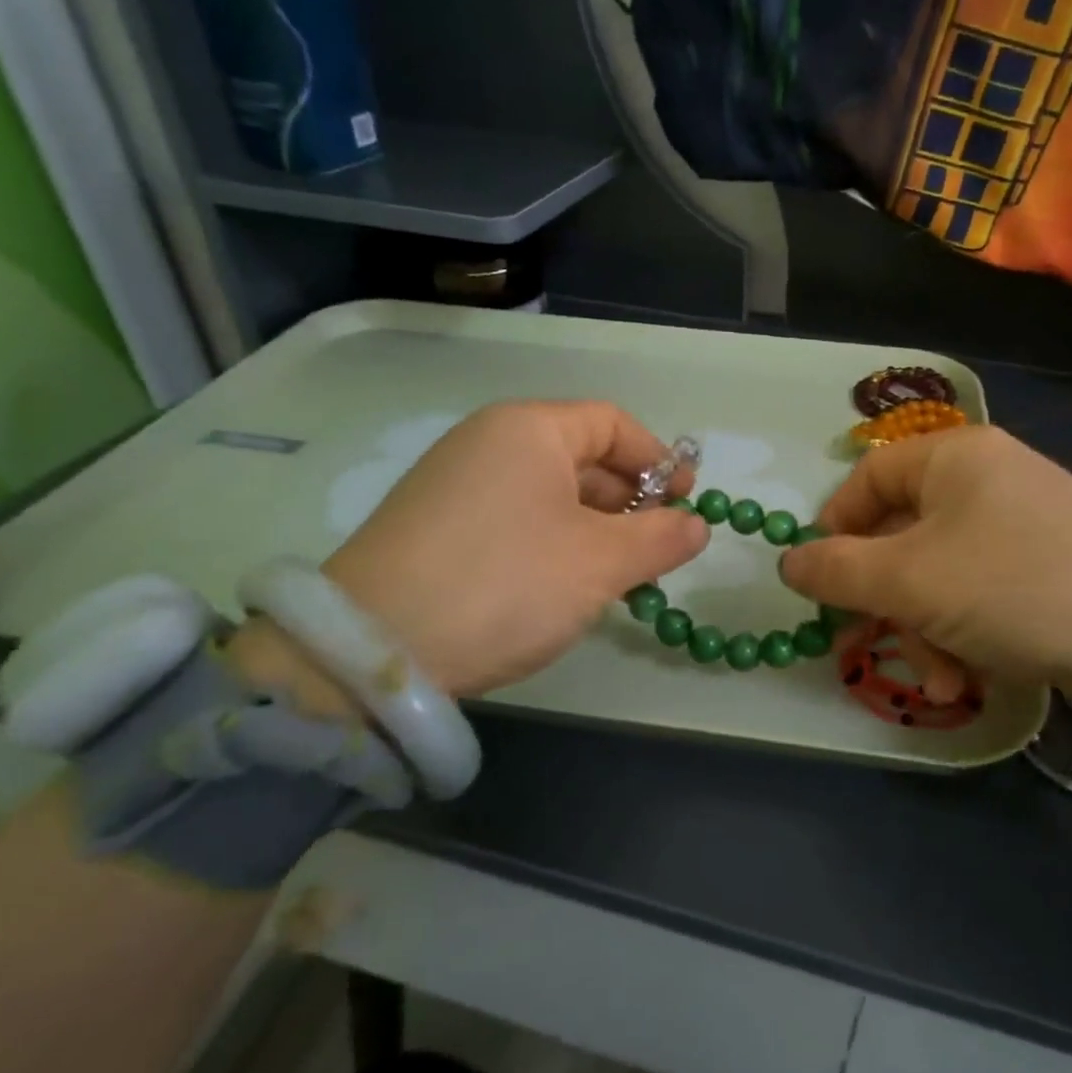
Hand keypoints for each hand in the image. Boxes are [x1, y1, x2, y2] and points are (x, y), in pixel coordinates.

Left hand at [231, 402, 705, 707]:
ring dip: (594, 529)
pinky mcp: (434, 526)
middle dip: (629, 502)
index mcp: (529, 429)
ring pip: (548, 493)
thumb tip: (698, 526)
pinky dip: (553, 543)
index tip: (687, 502)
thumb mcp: (600, 563)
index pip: (612, 423)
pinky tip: (564, 586)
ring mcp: (455, 484)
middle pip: (580, 457)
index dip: (658, 460)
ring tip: (618, 577)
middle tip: (657, 550)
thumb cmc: (507, 583)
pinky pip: (514, 519)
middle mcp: (487, 442)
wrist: (372, 649)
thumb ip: (661, 539)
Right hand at [779, 427, 1071, 737]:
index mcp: (954, 457)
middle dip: (886, 601)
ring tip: (939, 680)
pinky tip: (969, 681)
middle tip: (875, 644)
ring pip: (937, 576)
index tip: (820, 582)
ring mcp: (1021, 528)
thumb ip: (837, 571)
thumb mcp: (909, 581)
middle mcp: (987, 482)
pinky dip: (964, 637)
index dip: (835, 528)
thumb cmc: (1016, 587)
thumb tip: (788, 563)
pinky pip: (979, 597)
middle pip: (901, 535)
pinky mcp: (1047, 573)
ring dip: (924, 631)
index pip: (868, 478)